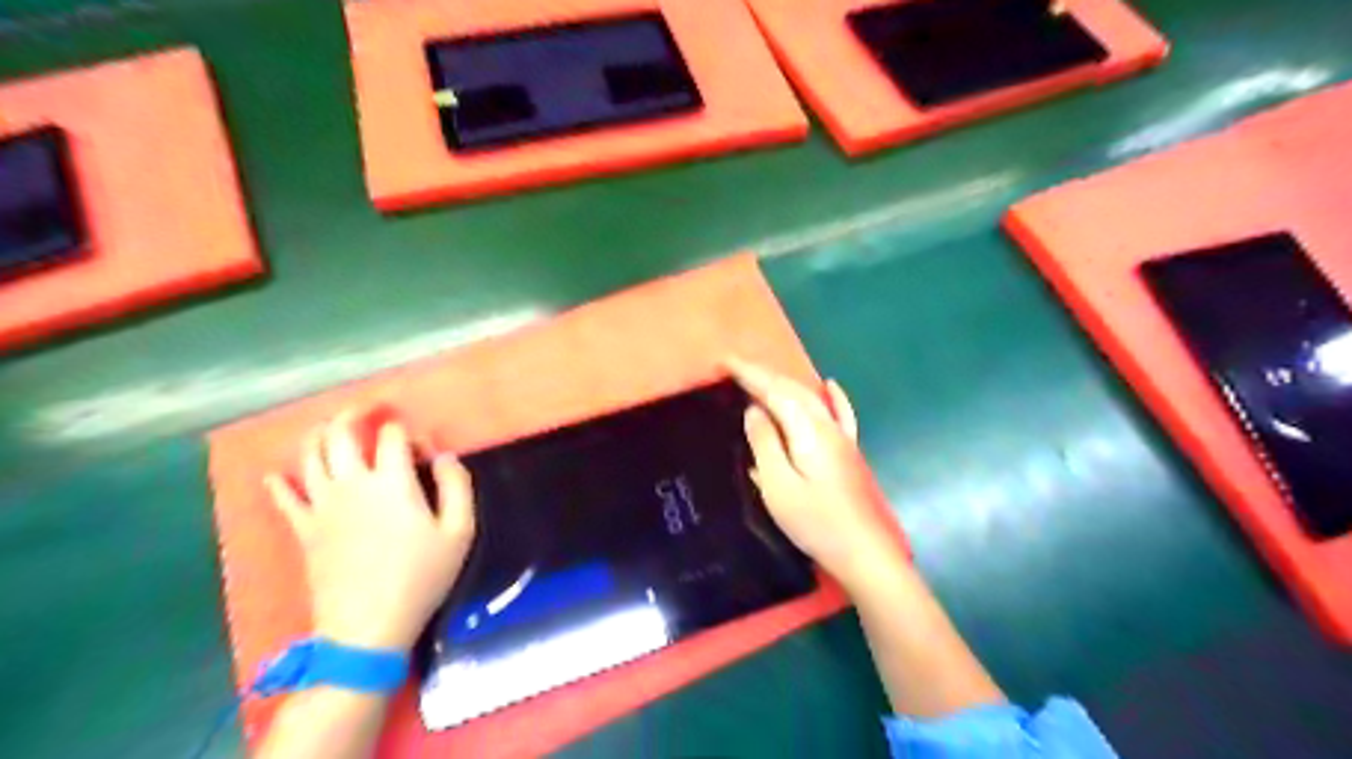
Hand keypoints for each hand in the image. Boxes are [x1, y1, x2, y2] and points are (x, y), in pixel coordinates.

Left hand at [264, 411, 474, 649]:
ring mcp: (321, 505)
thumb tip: (445, 456)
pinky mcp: (304, 530)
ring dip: (318, 435)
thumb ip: (457, 486)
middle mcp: (351, 483)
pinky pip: (284, 499)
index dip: (406, 432)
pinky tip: (275, 475)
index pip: (392, 436)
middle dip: (353, 416)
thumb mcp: (459, 532)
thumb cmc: (421, 577)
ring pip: (310, 456)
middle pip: (341, 434)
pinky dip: (278, 483)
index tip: (421, 447)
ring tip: (327, 427)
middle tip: (366, 410)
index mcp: (391, 482)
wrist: (367, 627)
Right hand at [723, 359, 899, 589]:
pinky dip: (833, 397)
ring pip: (811, 398)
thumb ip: (765, 443)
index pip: (774, 391)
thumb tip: (753, 409)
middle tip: (735, 367)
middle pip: (793, 390)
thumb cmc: (815, 522)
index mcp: (807, 430)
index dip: (749, 374)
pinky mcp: (848, 451)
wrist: (864, 552)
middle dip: (764, 374)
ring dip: (786, 383)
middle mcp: (827, 425)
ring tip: (762, 377)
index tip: (724, 362)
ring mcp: (842, 437)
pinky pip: (840, 413)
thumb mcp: (778, 486)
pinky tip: (830, 385)